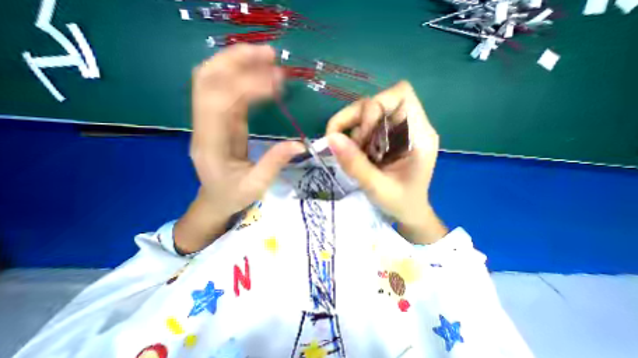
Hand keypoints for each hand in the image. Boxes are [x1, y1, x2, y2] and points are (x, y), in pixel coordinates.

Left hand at [173, 45, 306, 252]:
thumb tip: (300, 144)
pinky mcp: (220, 120)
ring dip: (239, 63)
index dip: (248, 85)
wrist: (214, 200)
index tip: (277, 83)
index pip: (221, 101)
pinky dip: (243, 78)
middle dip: (237, 60)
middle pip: (208, 79)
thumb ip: (275, 163)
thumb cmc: (233, 195)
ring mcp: (210, 120)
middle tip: (270, 55)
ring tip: (268, 58)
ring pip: (213, 79)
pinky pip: (226, 91)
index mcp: (211, 144)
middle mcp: (204, 126)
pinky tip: (262, 76)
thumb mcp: (256, 185)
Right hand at [327, 80, 444, 242]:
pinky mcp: (385, 138)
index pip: (400, 95)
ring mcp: (396, 131)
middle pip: (377, 103)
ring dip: (353, 132)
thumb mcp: (377, 188)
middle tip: (348, 147)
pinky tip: (355, 155)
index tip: (362, 132)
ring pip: (366, 114)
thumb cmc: (401, 203)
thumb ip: (355, 164)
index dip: (375, 105)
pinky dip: (353, 138)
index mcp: (419, 135)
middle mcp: (408, 127)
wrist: (408, 212)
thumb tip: (331, 138)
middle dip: (356, 121)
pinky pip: (364, 127)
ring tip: (353, 156)